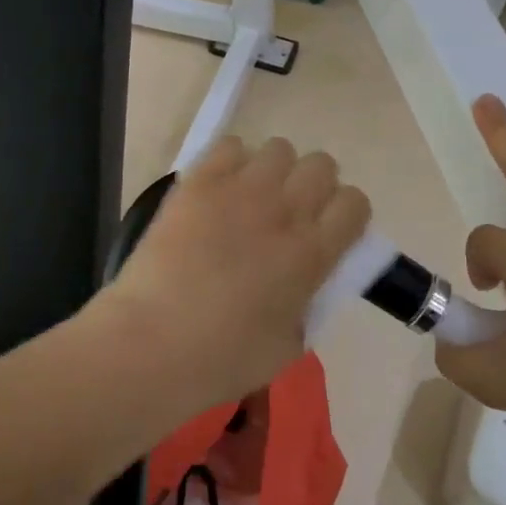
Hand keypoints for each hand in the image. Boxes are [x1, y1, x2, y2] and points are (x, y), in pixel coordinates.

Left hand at [97, 136, 370, 414]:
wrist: (151, 344)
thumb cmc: (221, 359)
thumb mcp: (288, 345)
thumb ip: (307, 304)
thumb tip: (304, 283)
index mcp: (313, 254)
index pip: (354, 203)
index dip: (346, 215)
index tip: (330, 232)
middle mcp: (285, 211)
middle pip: (321, 165)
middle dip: (313, 186)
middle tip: (290, 213)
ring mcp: (241, 190)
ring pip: (280, 149)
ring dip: (274, 172)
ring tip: (252, 198)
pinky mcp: (199, 182)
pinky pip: (230, 146)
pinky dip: (232, 162)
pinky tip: (219, 190)